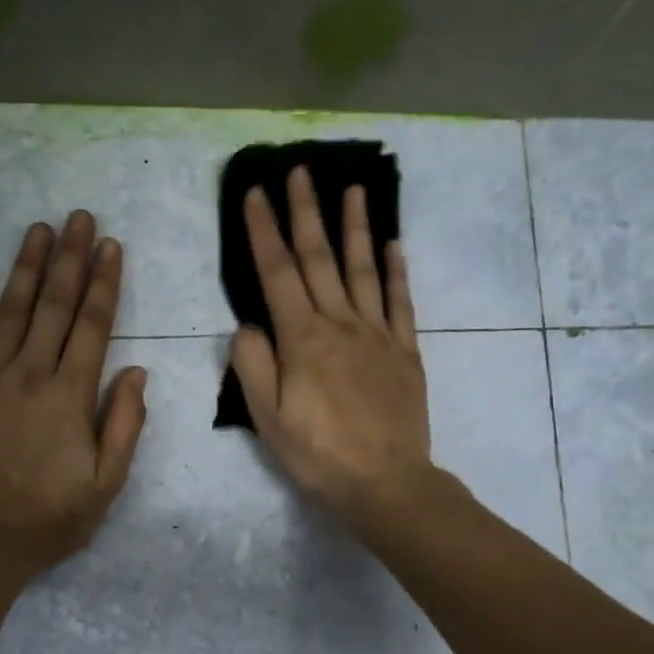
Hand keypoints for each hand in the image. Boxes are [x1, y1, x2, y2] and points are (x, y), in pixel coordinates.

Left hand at [0, 211, 147, 571]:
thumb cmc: (50, 519)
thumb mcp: (106, 483)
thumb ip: (124, 423)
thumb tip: (135, 370)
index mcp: (70, 396)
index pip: (92, 326)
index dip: (104, 283)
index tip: (110, 245)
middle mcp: (28, 375)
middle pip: (54, 307)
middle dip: (70, 259)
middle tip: (79, 217)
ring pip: (9, 312)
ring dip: (26, 268)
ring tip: (38, 229)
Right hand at [229, 166, 434, 534]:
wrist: (386, 483)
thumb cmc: (319, 455)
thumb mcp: (267, 418)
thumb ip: (252, 365)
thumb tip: (248, 325)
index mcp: (302, 339)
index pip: (277, 273)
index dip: (263, 230)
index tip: (254, 193)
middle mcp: (341, 324)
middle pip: (319, 258)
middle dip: (305, 211)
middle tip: (299, 170)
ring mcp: (378, 335)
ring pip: (363, 269)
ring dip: (354, 227)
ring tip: (351, 189)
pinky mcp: (405, 353)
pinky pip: (401, 302)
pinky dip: (396, 271)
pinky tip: (393, 245)